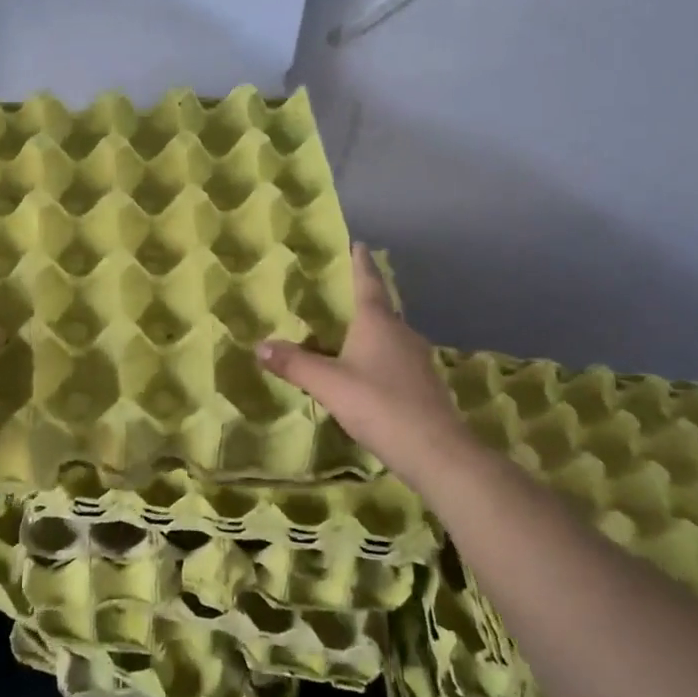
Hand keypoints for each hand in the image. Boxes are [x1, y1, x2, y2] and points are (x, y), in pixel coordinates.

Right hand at [255, 243, 473, 487]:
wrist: (437, 452)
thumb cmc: (380, 405)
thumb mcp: (328, 384)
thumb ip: (294, 364)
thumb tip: (260, 345)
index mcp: (379, 322)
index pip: (368, 282)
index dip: (360, 262)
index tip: (357, 244)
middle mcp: (401, 333)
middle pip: (379, 307)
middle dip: (360, 298)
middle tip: (336, 293)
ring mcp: (416, 359)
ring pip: (388, 335)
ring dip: (368, 330)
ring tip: (343, 334)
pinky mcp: (423, 384)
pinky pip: (394, 359)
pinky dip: (376, 357)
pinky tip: (363, 373)